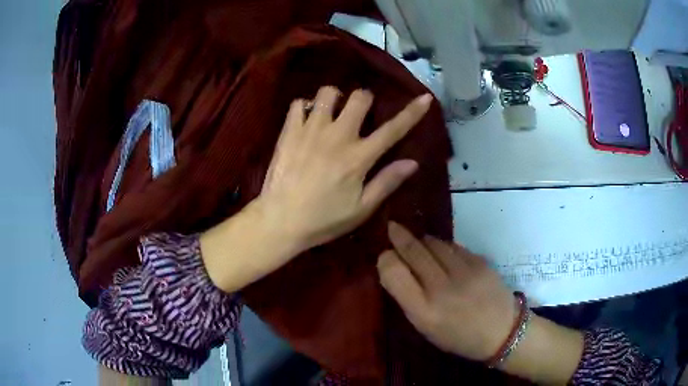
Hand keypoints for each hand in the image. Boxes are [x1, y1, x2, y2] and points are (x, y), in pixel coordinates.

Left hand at [200, 87, 432, 293]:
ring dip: (334, 99)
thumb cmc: (324, 220)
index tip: (425, 98)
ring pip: (327, 93)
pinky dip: (305, 108)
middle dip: (364, 100)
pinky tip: (306, 121)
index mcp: (359, 157)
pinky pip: (298, 103)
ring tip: (330, 114)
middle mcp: (338, 136)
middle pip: (359, 97)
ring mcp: (311, 130)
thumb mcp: (361, 209)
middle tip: (358, 115)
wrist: (280, 221)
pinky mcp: (289, 131)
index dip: (412, 112)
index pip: (393, 129)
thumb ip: (387, 182)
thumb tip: (413, 162)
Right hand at [377, 222, 516, 360]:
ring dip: (422, 240)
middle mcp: (441, 289)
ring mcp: (463, 272)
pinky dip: (443, 246)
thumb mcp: (426, 328)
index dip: (386, 260)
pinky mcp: (479, 261)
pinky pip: (453, 246)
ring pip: (433, 243)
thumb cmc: (459, 337)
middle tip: (393, 227)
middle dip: (399, 236)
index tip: (386, 256)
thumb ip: (409, 300)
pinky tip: (441, 250)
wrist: (501, 331)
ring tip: (417, 241)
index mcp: (423, 311)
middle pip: (413, 251)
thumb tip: (396, 269)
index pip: (393, 272)